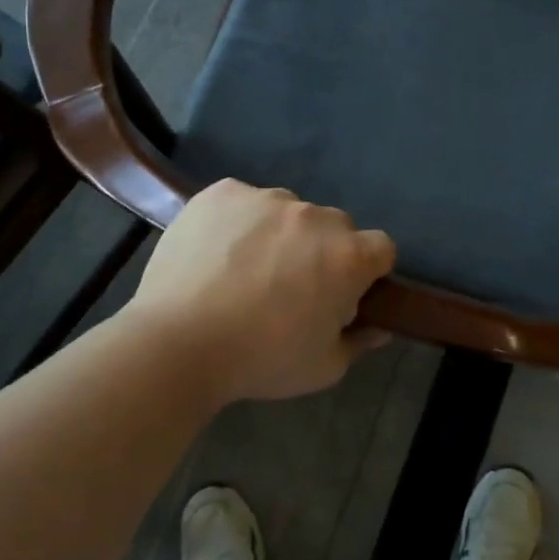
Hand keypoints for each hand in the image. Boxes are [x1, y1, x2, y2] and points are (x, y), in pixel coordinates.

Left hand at [129, 179, 396, 404]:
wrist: (177, 343)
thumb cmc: (261, 360)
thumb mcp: (323, 368)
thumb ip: (358, 341)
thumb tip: (378, 326)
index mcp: (348, 255)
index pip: (381, 248)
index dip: (367, 272)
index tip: (343, 294)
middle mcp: (315, 216)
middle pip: (334, 227)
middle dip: (323, 252)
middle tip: (291, 287)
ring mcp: (267, 198)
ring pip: (288, 211)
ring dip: (280, 234)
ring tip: (245, 270)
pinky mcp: (224, 191)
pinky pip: (244, 201)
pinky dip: (239, 222)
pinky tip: (216, 253)